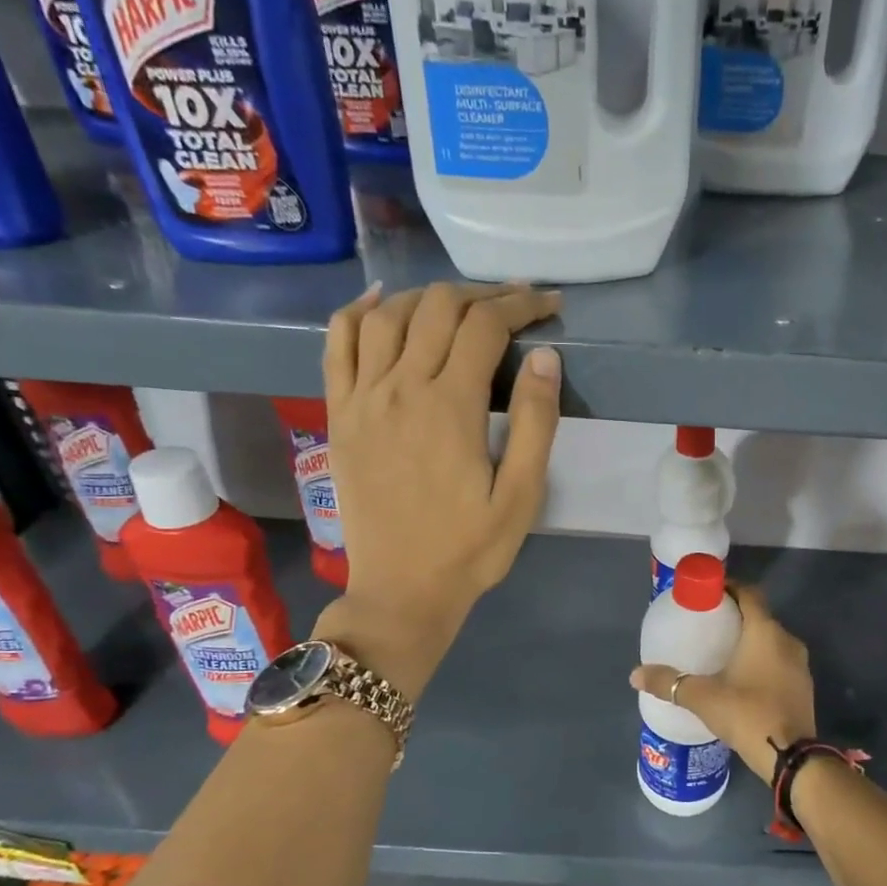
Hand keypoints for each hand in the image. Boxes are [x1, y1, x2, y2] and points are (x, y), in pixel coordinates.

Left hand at [318, 280, 562, 696]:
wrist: (401, 590)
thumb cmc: (470, 549)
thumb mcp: (521, 496)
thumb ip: (534, 422)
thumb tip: (544, 357)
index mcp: (450, 406)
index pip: (486, 325)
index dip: (521, 304)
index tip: (549, 304)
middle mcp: (400, 387)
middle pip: (438, 307)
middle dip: (482, 295)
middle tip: (514, 304)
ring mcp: (362, 398)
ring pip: (389, 315)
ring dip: (429, 297)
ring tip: (461, 305)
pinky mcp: (339, 414)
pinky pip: (337, 343)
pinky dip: (358, 312)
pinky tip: (381, 302)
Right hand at [629, 586, 815, 780]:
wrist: (791, 758)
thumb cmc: (747, 714)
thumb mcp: (702, 697)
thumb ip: (669, 683)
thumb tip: (635, 674)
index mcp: (765, 631)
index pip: (749, 593)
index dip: (729, 588)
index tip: (707, 594)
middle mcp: (787, 640)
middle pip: (759, 617)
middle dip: (735, 616)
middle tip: (706, 624)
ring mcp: (800, 665)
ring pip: (771, 641)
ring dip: (749, 641)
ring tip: (720, 652)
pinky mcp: (803, 687)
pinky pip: (779, 662)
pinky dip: (761, 661)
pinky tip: (741, 678)